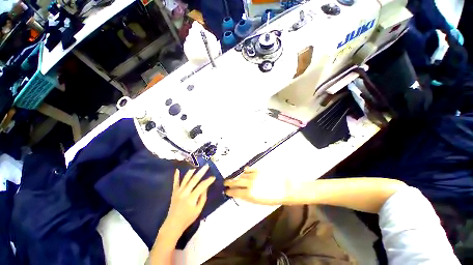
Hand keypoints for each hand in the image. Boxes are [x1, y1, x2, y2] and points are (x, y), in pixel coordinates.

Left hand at [163, 165, 214, 233]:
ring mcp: (178, 192)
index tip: (213, 177)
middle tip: (206, 166)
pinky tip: (177, 169)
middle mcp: (185, 192)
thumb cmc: (188, 218)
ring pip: (185, 179)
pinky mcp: (174, 192)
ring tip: (196, 166)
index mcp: (191, 198)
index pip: (202, 186)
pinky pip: (175, 183)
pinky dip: (176, 176)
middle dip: (201, 172)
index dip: (208, 181)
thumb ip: (203, 197)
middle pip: (194, 179)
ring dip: (191, 172)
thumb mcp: (199, 210)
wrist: (173, 224)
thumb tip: (205, 187)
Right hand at [224, 167, 291, 204]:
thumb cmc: (274, 198)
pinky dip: (246, 171)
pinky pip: (249, 169)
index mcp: (250, 194)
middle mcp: (250, 184)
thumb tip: (241, 193)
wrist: (286, 187)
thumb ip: (249, 197)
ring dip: (238, 177)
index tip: (226, 191)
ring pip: (242, 175)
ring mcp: (254, 175)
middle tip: (225, 182)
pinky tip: (244, 171)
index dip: (230, 192)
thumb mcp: (260, 201)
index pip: (236, 192)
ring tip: (235, 178)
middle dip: (230, 182)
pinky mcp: (258, 169)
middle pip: (236, 182)